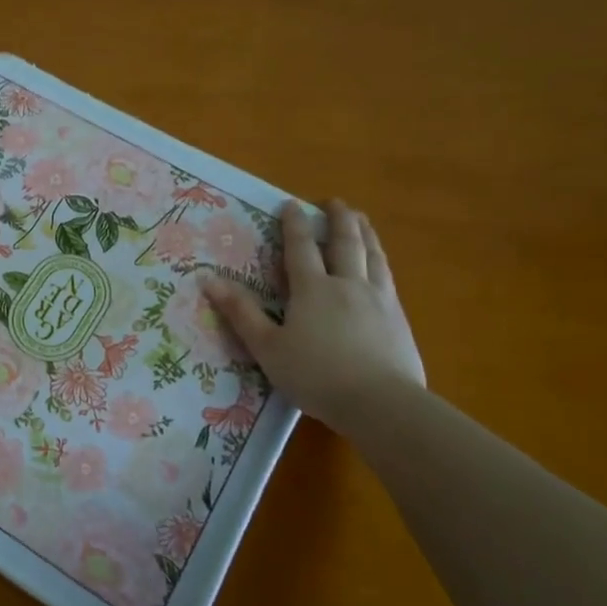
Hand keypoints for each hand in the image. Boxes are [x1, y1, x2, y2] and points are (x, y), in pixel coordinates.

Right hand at [204, 199, 424, 435]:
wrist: (381, 403)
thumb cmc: (315, 375)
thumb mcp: (267, 347)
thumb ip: (241, 312)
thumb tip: (208, 280)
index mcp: (312, 289)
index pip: (301, 247)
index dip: (294, 224)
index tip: (291, 204)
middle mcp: (347, 284)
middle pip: (345, 242)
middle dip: (338, 219)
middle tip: (334, 202)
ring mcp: (379, 300)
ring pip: (373, 256)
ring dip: (365, 234)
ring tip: (362, 221)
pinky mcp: (399, 319)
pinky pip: (388, 278)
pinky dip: (381, 261)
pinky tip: (381, 266)